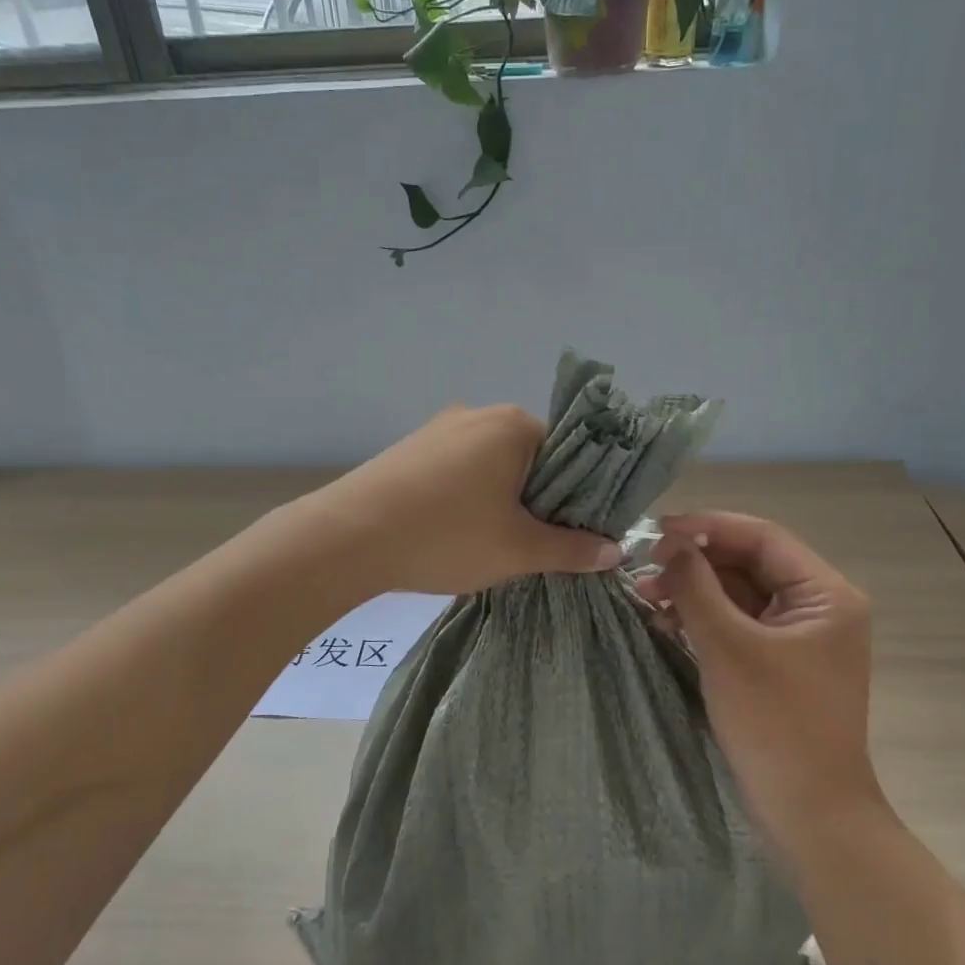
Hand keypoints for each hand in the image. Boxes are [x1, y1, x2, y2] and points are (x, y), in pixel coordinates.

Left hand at [312, 405, 622, 595]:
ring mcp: (438, 428)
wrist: (348, 537)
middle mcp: (478, 413)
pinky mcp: (409, 449)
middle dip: (537, 499)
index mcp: (514, 425)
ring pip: (490, 465)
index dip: (576, 495)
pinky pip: (456, 469)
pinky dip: (467, 496)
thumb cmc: (446, 535)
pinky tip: (453, 530)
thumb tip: (617, 551)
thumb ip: (572, 548)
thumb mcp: (518, 549)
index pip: (568, 453)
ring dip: (500, 499)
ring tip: (492, 542)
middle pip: (529, 457)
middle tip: (533, 543)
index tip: (572, 532)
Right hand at [635, 512, 878, 851]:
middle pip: (749, 563)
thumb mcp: (728, 647)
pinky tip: (666, 622)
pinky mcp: (779, 662)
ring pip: (739, 593)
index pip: (761, 537)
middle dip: (695, 563)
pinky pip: (738, 623)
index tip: (656, 530)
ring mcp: (799, 636)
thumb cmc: (774, 723)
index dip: (707, 527)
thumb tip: (667, 544)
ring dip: (695, 591)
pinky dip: (704, 618)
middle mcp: (818, 606)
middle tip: (643, 569)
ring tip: (645, 597)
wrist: (808, 813)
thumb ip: (695, 587)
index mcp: (825, 594)